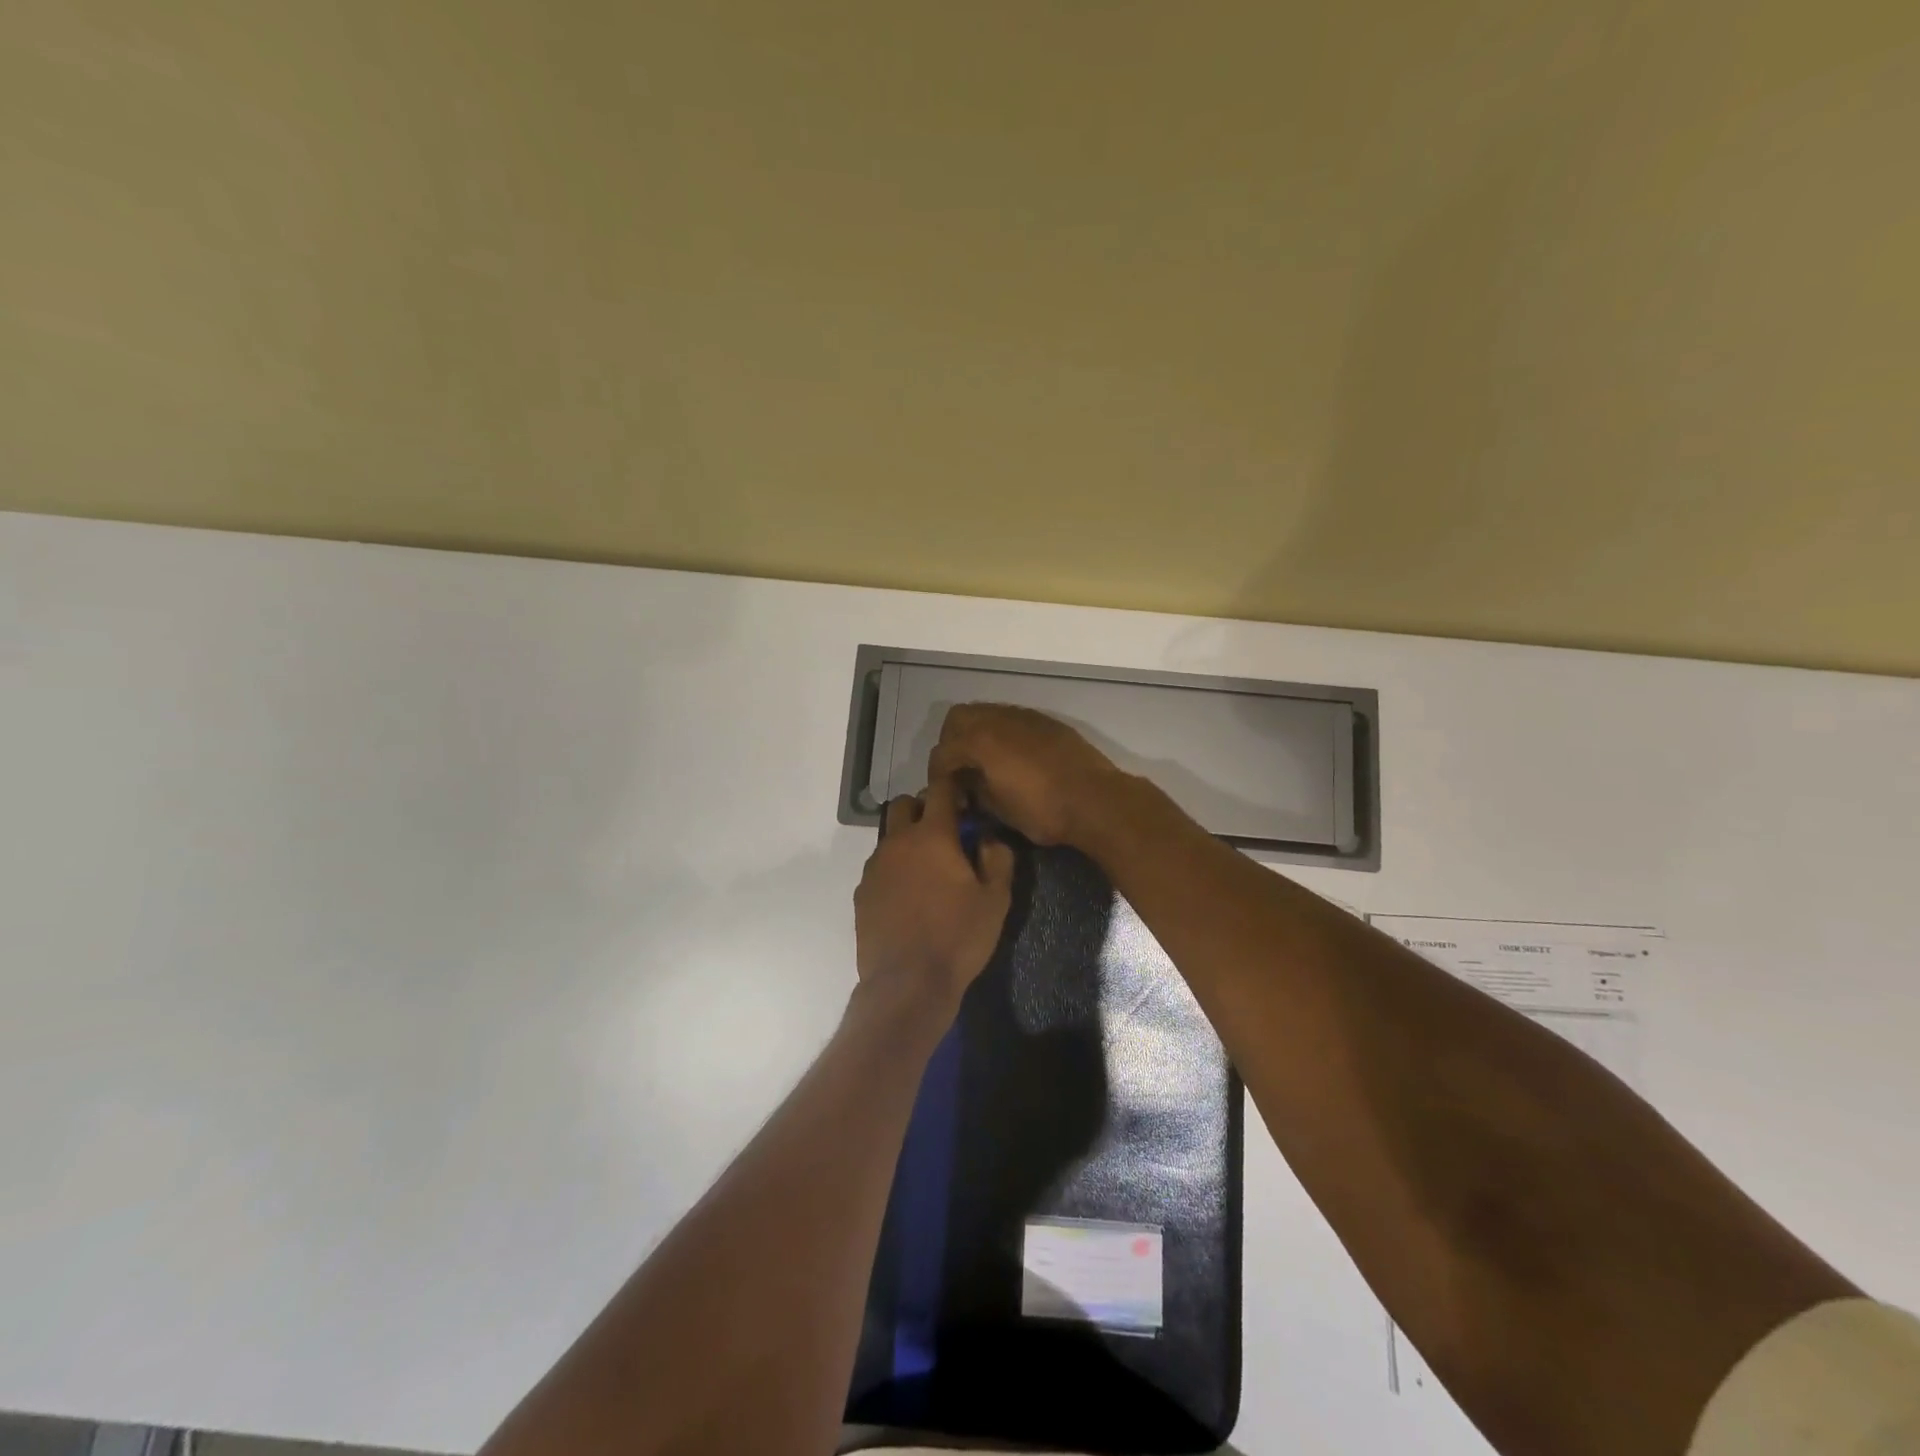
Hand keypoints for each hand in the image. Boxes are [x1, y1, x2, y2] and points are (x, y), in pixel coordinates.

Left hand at [854, 775, 1015, 1013]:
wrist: (907, 983)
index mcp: (933, 836)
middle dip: (923, 806)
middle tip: (945, 829)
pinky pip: (879, 866)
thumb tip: (989, 837)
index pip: (940, 790)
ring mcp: (875, 867)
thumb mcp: (995, 900)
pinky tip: (908, 895)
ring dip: (907, 839)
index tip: (964, 789)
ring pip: (889, 836)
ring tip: (927, 868)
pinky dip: (894, 868)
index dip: (953, 783)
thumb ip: (997, 859)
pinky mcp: (862, 892)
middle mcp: (898, 842)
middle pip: (904, 805)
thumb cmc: (958, 938)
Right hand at [929, 703, 1127, 847]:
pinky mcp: (1046, 721)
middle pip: (958, 718)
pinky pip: (1012, 719)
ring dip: (978, 733)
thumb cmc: (1043, 811)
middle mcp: (998, 719)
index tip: (944, 793)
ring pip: (986, 712)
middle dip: (952, 742)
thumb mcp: (999, 810)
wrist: (1096, 800)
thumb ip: (975, 791)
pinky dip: (1002, 733)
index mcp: (980, 741)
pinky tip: (1012, 758)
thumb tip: (966, 786)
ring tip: (985, 762)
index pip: (943, 751)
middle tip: (960, 769)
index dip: (938, 774)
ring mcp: (1024, 716)